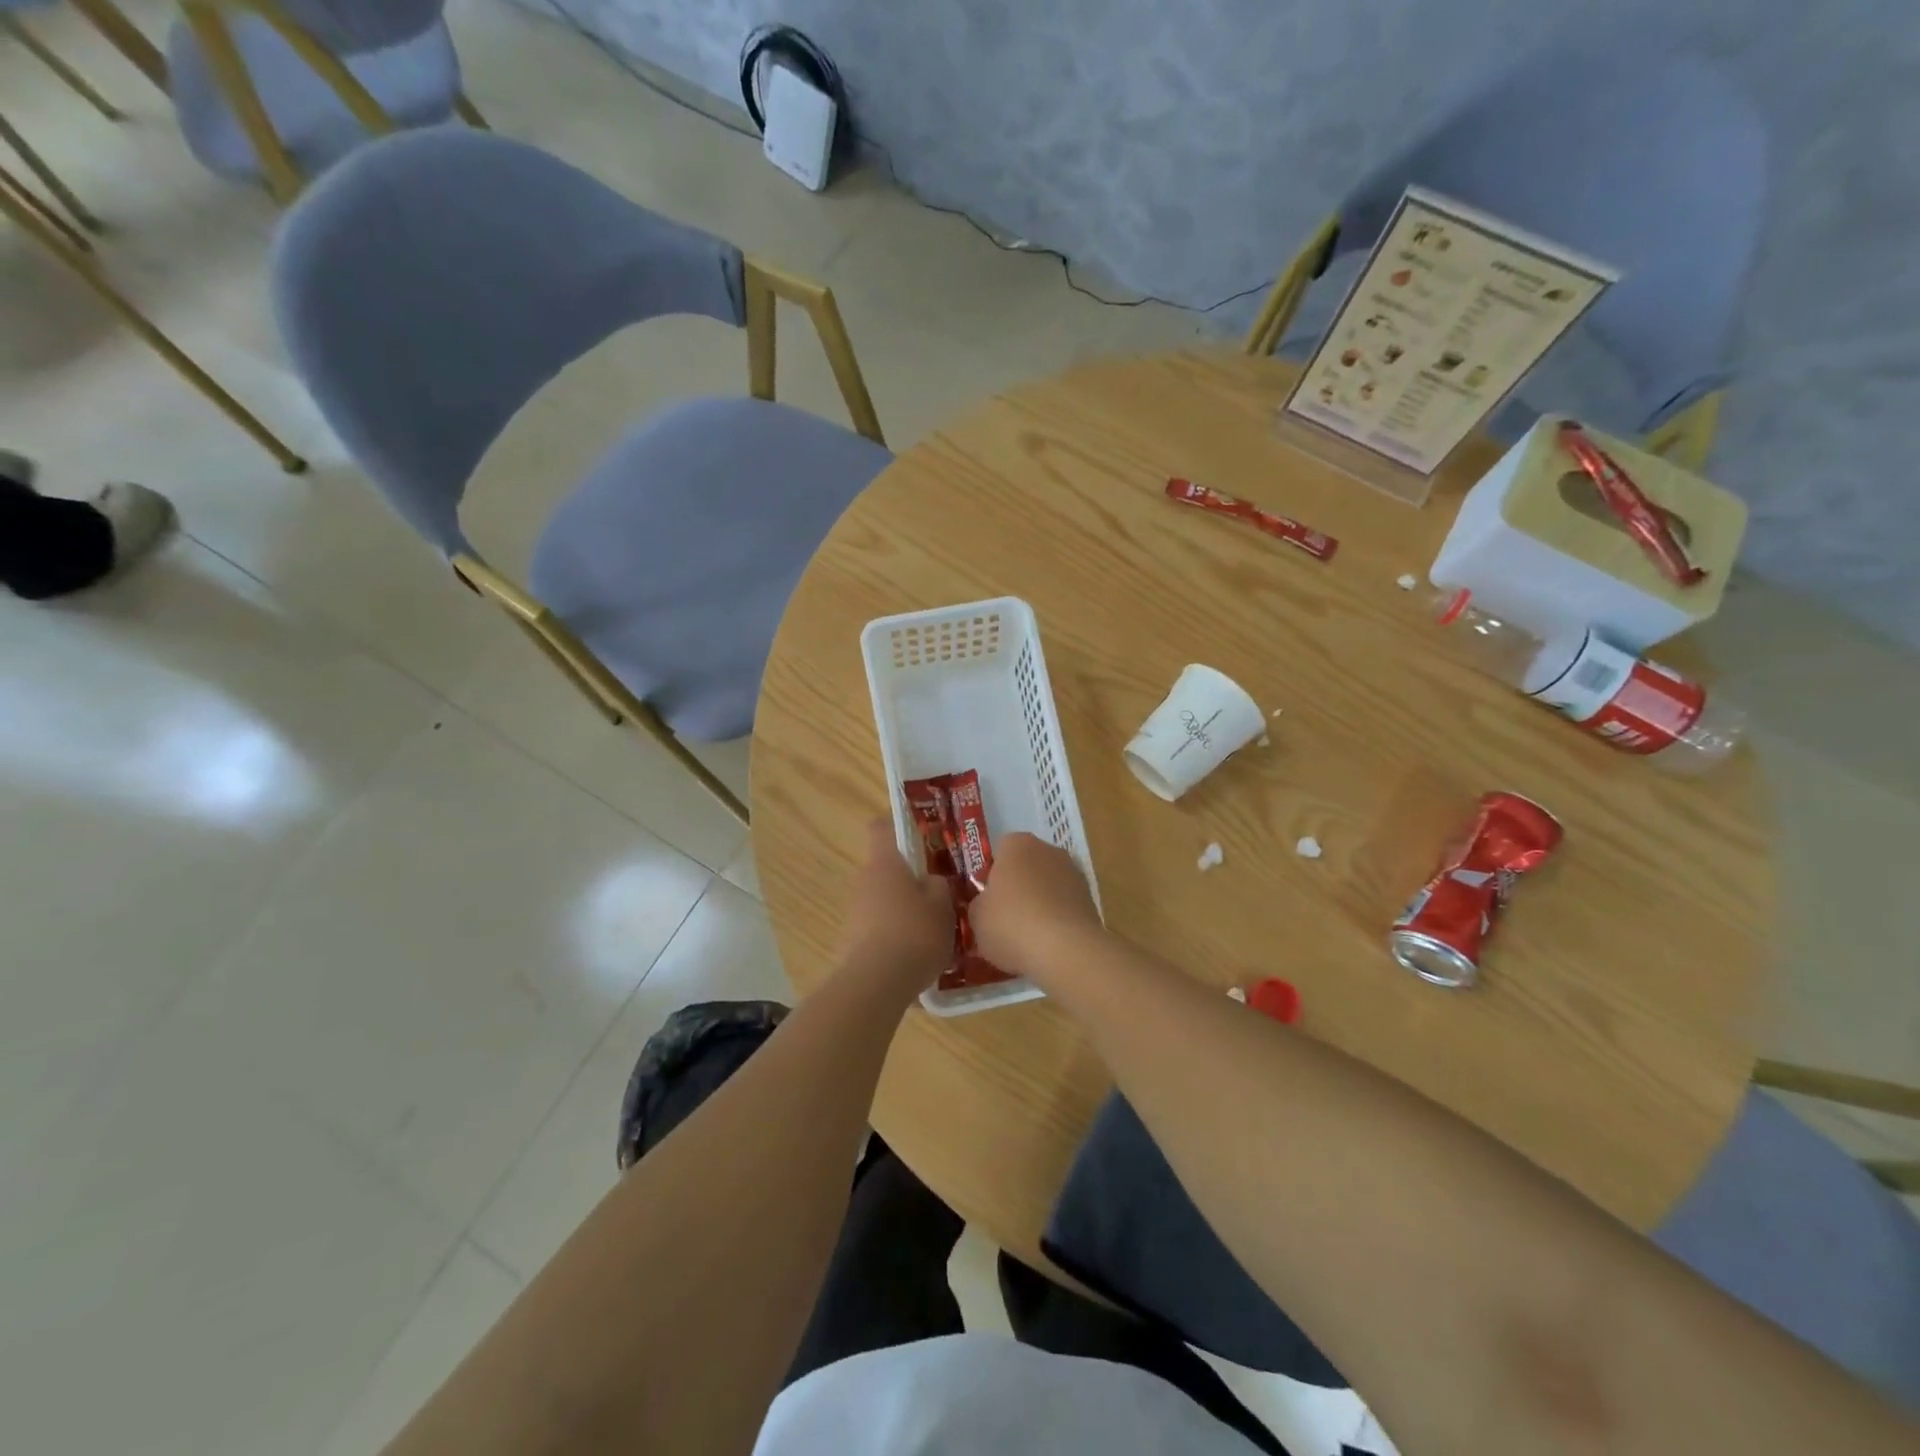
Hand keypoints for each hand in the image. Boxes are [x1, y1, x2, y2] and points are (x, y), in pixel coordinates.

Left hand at [839, 820, 955, 997]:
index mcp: (885, 863)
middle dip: (909, 878)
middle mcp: (864, 881)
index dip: (897, 825)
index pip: (881, 827)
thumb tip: (931, 881)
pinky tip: (915, 956)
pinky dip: (895, 935)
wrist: (876, 983)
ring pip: (883, 899)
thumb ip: (939, 886)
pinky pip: (878, 928)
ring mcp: (855, 912)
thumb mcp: (943, 906)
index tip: (919, 834)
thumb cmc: (914, 933)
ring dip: (903, 909)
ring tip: (931, 930)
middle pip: (886, 868)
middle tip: (938, 893)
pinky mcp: (852, 941)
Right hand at [970, 832, 1103, 982]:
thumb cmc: (1011, 923)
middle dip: (1018, 887)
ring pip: (1048, 886)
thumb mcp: (976, 917)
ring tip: (1027, 937)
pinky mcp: (1091, 899)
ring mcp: (1074, 873)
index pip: (1000, 851)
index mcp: (1017, 844)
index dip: (992, 875)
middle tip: (1005, 918)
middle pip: (1027, 866)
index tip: (988, 900)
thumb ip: (980, 904)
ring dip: (1040, 903)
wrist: (1065, 949)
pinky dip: (1057, 920)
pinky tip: (1048, 944)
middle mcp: (1048, 849)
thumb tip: (986, 905)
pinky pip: (1064, 906)